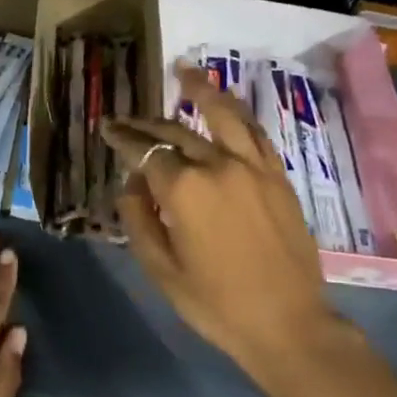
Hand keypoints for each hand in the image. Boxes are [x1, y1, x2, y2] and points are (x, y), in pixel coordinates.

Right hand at [103, 66, 349, 396]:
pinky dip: (236, 114)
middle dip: (147, 124)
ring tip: (185, 71)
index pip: (145, 151)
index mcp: (185, 190)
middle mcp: (219, 166)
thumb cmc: (215, 303)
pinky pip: (254, 135)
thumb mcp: (160, 268)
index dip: (123, 138)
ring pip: (223, 117)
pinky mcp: (277, 178)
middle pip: (176, 132)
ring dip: (201, 91)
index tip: (106, 128)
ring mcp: (254, 168)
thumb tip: (131, 183)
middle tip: (126, 120)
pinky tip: (226, 106)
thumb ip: (138, 218)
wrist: (289, 325)